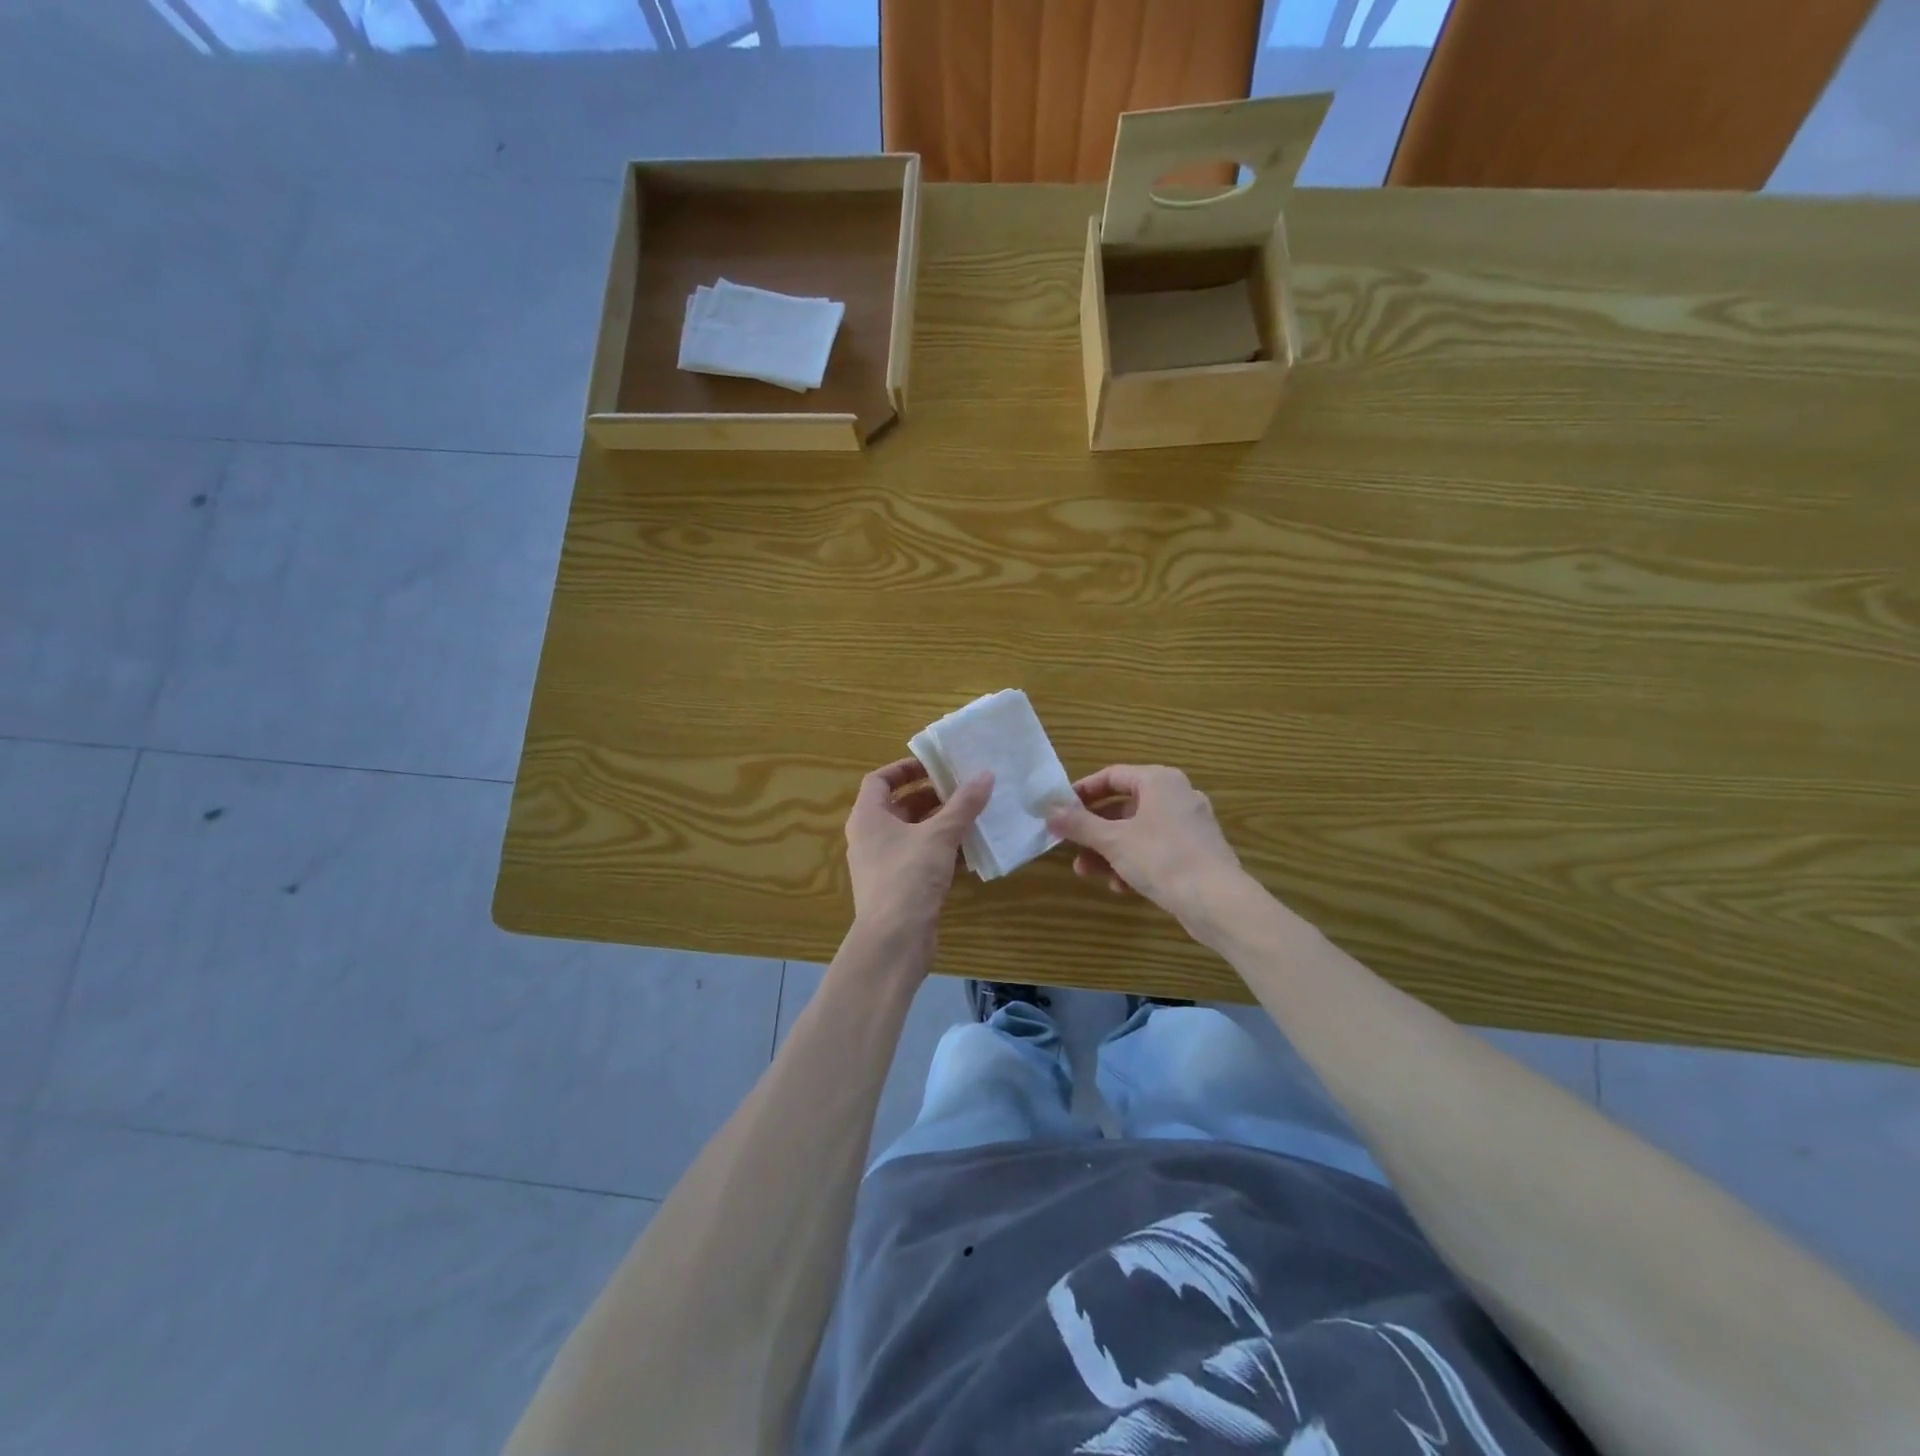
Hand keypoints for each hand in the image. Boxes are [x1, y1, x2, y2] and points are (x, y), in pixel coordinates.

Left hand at [845, 757, 992, 945]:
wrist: (894, 941)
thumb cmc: (908, 877)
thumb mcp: (939, 835)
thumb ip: (963, 805)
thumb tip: (985, 774)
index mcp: (868, 817)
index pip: (880, 780)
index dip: (905, 768)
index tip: (935, 765)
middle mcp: (870, 837)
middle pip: (899, 806)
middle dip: (930, 796)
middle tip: (962, 788)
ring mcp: (883, 864)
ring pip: (912, 833)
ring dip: (940, 823)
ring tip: (972, 814)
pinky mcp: (898, 887)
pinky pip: (919, 858)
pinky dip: (941, 850)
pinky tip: (970, 850)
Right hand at [1046, 764, 1243, 926]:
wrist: (1217, 901)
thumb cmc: (1162, 858)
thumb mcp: (1113, 840)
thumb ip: (1079, 825)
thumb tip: (1048, 811)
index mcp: (1159, 781)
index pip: (1112, 776)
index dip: (1083, 792)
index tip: (1061, 809)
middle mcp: (1177, 796)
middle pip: (1124, 807)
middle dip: (1094, 831)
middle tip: (1071, 846)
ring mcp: (1189, 826)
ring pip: (1138, 832)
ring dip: (1110, 851)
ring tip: (1087, 872)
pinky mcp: (1196, 853)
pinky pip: (1156, 851)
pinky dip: (1135, 863)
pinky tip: (1121, 887)